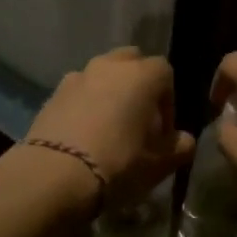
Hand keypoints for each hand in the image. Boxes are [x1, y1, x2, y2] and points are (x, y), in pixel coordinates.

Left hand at [25, 47, 194, 210]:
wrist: (54, 175)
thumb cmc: (118, 164)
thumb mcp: (158, 164)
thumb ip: (179, 148)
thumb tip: (183, 140)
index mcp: (141, 75)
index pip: (165, 73)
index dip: (168, 101)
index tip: (164, 131)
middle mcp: (109, 66)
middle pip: (131, 62)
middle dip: (139, 85)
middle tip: (138, 120)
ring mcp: (77, 76)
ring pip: (102, 74)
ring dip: (109, 92)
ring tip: (109, 127)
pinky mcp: (52, 94)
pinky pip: (78, 91)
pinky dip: (85, 104)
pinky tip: (83, 134)